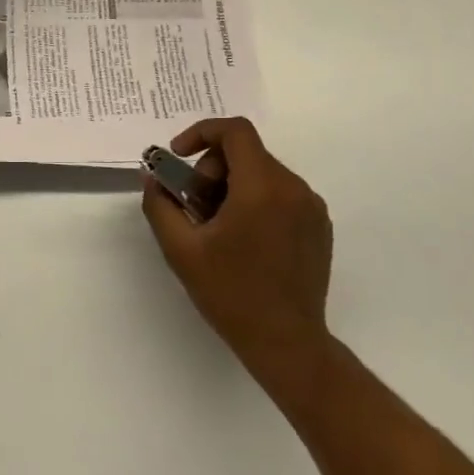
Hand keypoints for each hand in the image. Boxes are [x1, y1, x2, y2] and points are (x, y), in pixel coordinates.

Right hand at [143, 117, 334, 398]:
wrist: (287, 343)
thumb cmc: (231, 294)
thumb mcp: (181, 250)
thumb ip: (160, 205)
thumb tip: (153, 178)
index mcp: (261, 188)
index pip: (235, 131)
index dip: (201, 132)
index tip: (180, 157)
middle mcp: (293, 188)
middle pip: (246, 152)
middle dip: (213, 168)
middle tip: (194, 204)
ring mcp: (311, 206)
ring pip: (263, 172)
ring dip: (233, 185)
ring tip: (217, 226)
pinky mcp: (320, 225)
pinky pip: (281, 193)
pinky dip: (256, 200)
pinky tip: (244, 238)